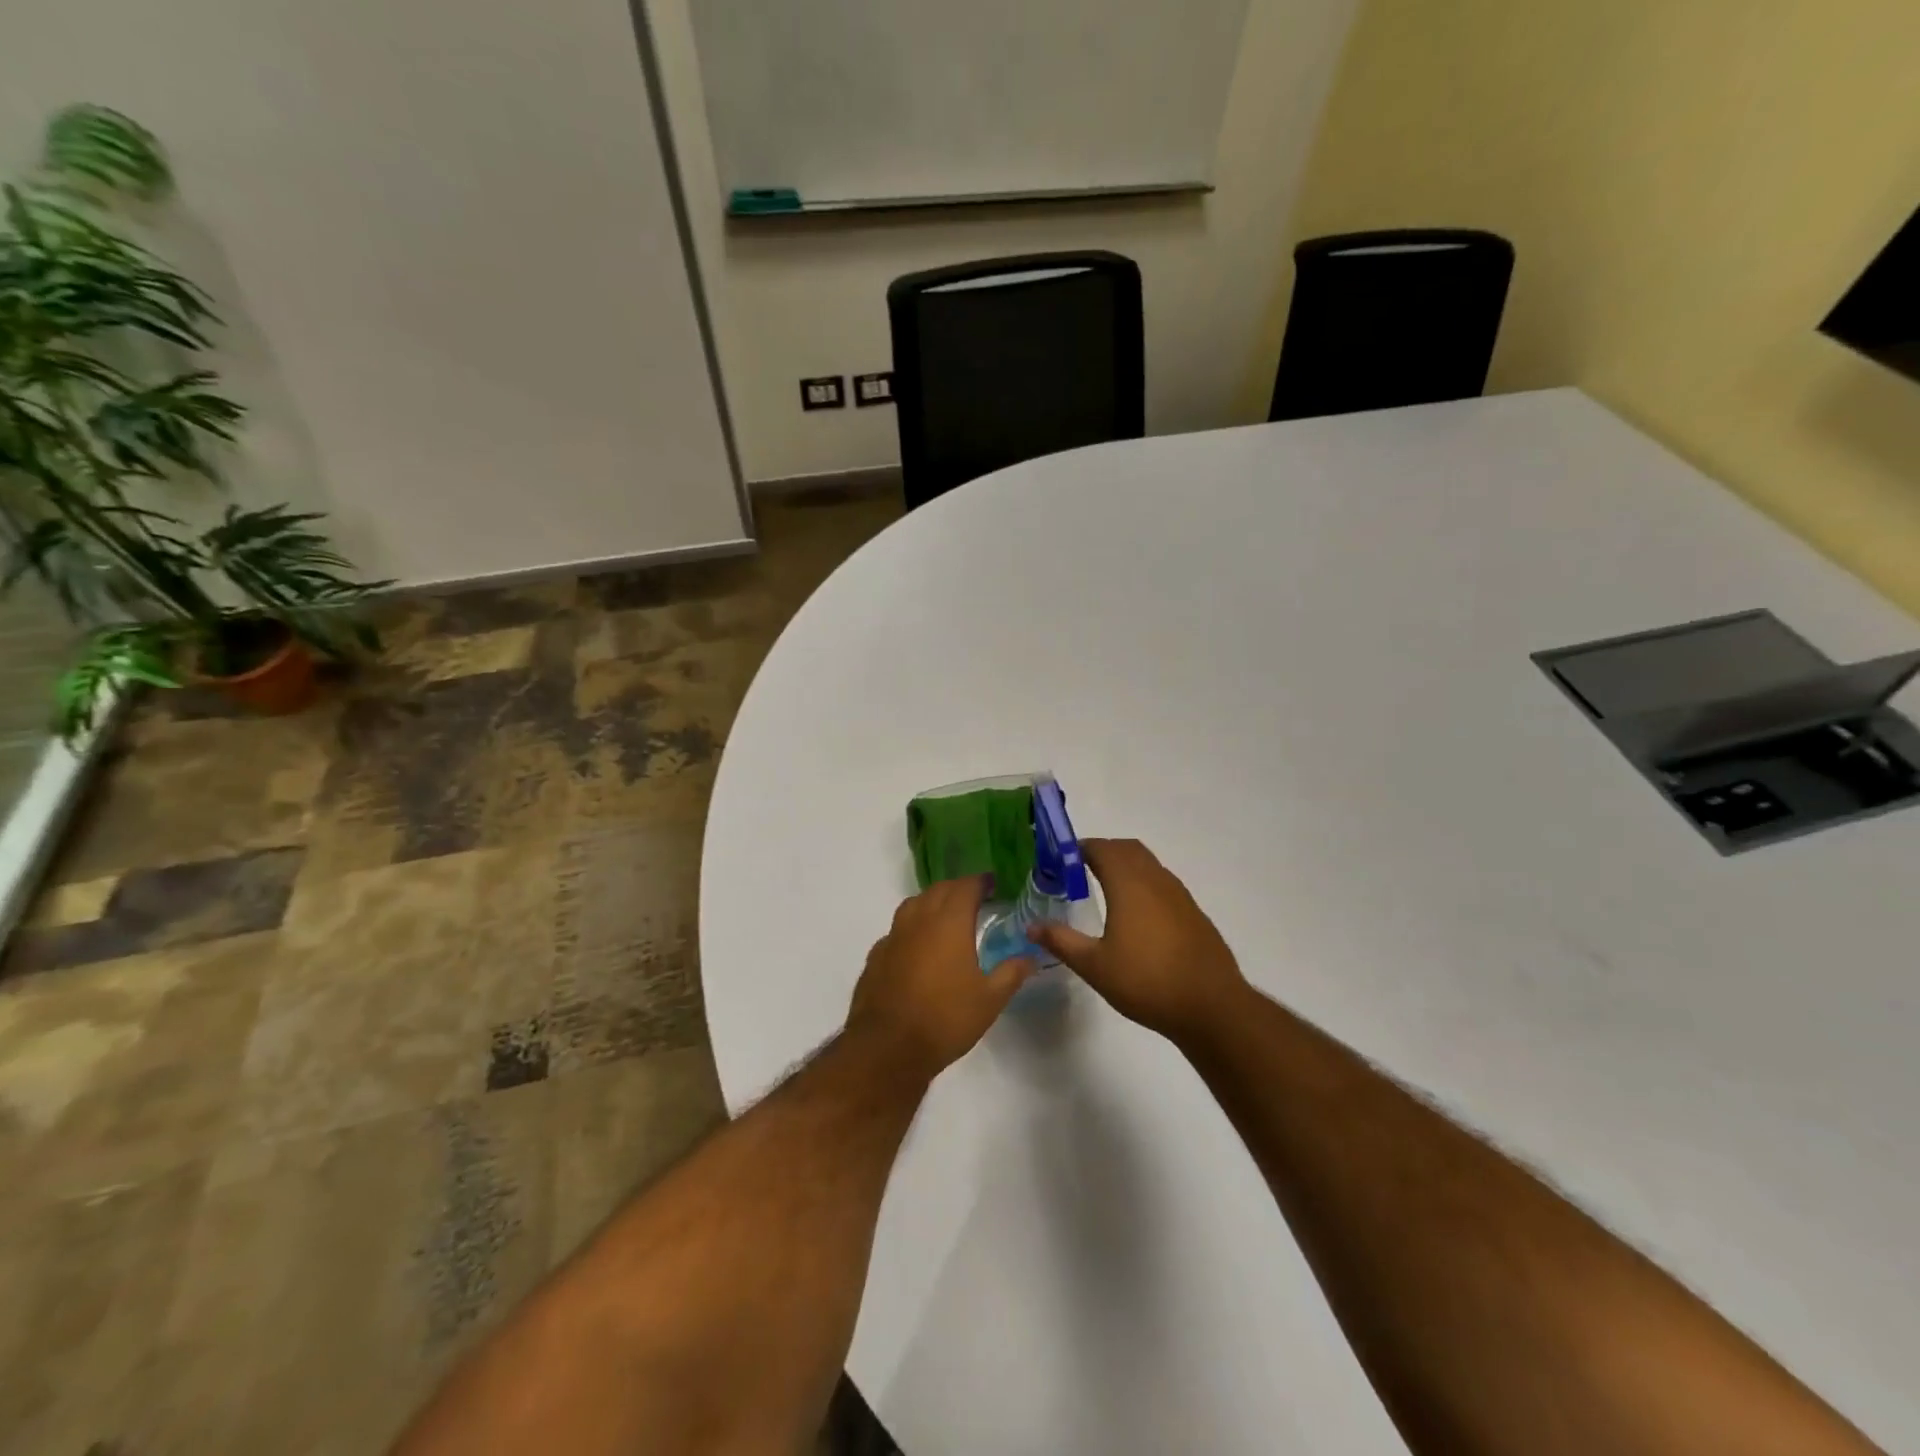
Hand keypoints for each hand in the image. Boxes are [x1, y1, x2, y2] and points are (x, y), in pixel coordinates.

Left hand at [847, 875, 1033, 1079]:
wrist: (888, 1047)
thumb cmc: (945, 1019)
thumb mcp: (990, 999)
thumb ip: (1011, 973)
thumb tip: (1030, 957)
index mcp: (949, 922)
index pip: (966, 887)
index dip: (980, 882)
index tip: (992, 884)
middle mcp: (919, 920)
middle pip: (938, 890)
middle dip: (957, 889)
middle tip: (974, 899)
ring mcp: (893, 936)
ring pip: (913, 905)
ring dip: (932, 903)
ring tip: (946, 918)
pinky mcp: (876, 956)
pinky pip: (897, 930)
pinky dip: (912, 928)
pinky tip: (918, 948)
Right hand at [1030, 839, 1249, 1046]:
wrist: (1211, 1006)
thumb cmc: (1147, 982)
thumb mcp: (1095, 966)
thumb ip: (1061, 941)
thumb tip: (1031, 926)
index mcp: (1129, 884)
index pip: (1101, 848)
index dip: (1079, 849)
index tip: (1059, 861)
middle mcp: (1155, 880)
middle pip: (1127, 849)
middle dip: (1102, 851)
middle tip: (1077, 870)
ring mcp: (1179, 895)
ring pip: (1148, 864)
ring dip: (1125, 865)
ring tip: (1104, 889)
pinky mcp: (1193, 912)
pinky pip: (1162, 883)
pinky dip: (1143, 883)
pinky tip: (1136, 915)